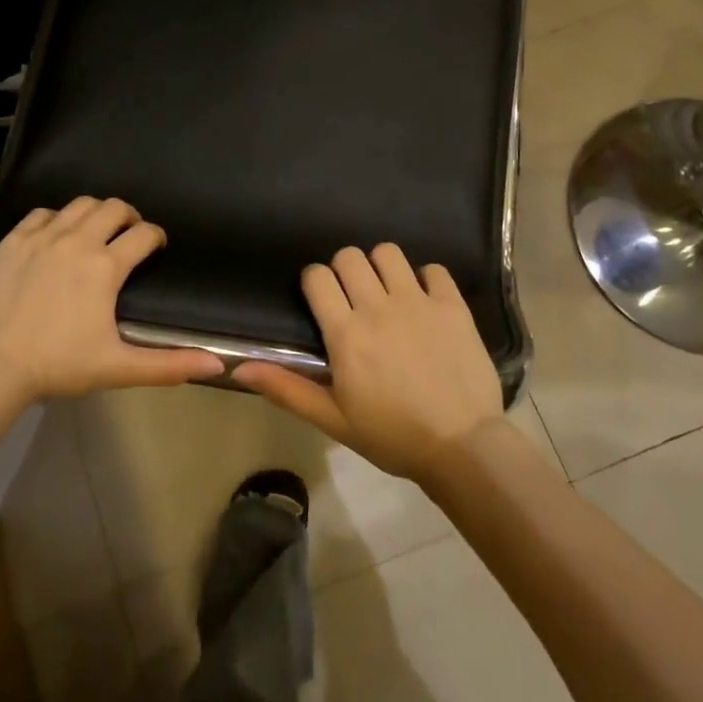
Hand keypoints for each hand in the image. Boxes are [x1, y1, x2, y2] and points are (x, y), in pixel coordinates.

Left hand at [0, 197, 223, 406]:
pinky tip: (55, 235)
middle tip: (128, 234)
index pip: (144, 234)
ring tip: (95, 230)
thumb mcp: (118, 368)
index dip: (156, 236)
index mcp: (106, 267)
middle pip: (114, 208)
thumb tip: (217, 365)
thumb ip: (169, 364)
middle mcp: (78, 241)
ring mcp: (42, 237)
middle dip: (128, 216)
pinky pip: (42, 213)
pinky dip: (56, 218)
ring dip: (95, 212)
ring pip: (79, 204)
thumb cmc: (59, 365)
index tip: (156, 245)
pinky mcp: (13, 241)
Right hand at [234, 244, 503, 481]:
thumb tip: (240, 367)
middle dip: (345, 271)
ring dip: (382, 268)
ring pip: (389, 253)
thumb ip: (287, 388)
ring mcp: (419, 302)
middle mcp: (378, 307)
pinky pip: (434, 269)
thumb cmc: (392, 436)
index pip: (317, 276)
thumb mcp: (333, 419)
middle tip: (353, 299)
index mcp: (346, 333)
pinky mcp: (452, 306)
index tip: (322, 300)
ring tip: (388, 294)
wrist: (462, 448)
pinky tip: (425, 302)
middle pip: (349, 256)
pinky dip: (426, 279)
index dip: (315, 282)